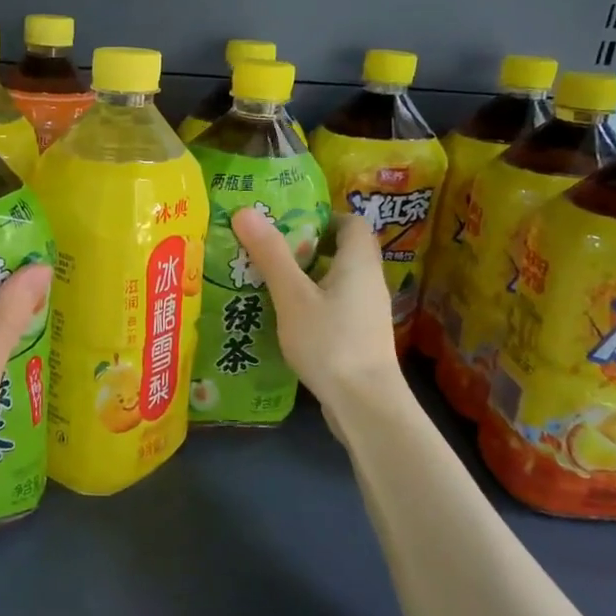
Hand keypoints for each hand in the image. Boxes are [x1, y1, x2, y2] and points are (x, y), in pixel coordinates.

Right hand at [229, 209, 400, 433]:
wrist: (365, 404)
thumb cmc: (330, 342)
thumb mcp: (292, 296)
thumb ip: (271, 254)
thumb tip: (246, 210)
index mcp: (358, 262)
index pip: (350, 222)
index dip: (321, 217)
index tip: (287, 225)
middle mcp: (369, 282)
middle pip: (342, 251)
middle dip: (306, 248)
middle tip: (268, 252)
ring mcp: (367, 312)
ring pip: (336, 281)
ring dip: (306, 278)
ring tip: (268, 284)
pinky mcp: (360, 338)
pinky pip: (335, 307)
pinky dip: (312, 305)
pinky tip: (285, 319)